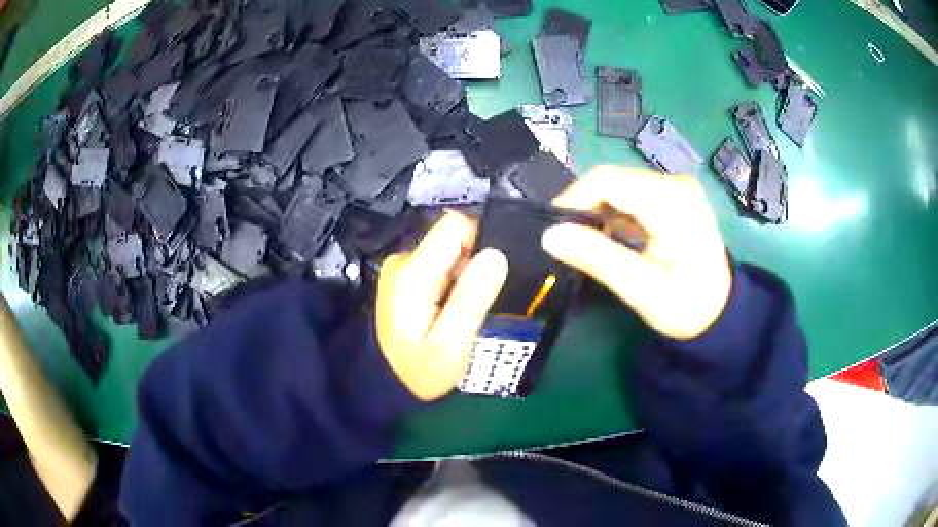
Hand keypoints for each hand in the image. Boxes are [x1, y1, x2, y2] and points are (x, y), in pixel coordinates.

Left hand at [377, 213, 508, 400]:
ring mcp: (403, 268)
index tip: (493, 275)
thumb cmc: (419, 371)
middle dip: (475, 264)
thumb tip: (495, 255)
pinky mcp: (406, 277)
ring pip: (450, 253)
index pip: (456, 225)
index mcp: (413, 272)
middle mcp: (404, 260)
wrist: (385, 383)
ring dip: (466, 276)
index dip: (483, 242)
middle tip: (480, 303)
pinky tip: (454, 309)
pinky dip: (455, 282)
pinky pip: (441, 265)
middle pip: (453, 238)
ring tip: (467, 310)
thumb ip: (472, 298)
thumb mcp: (452, 344)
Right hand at [541, 166, 731, 339]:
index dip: (573, 198)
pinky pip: (631, 194)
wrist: (719, 311)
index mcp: (672, 201)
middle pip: (612, 180)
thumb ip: (598, 259)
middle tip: (565, 240)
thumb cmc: (686, 306)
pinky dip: (613, 213)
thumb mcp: (642, 289)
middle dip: (583, 206)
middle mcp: (675, 183)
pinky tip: (610, 238)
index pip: (608, 181)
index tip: (553, 229)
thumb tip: (550, 236)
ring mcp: (675, 187)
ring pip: (618, 186)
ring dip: (597, 211)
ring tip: (585, 243)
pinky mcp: (672, 195)